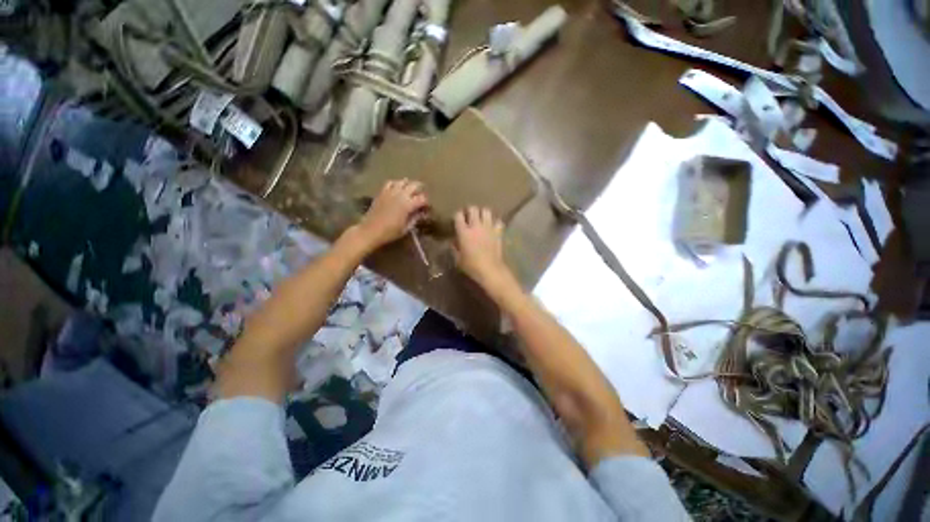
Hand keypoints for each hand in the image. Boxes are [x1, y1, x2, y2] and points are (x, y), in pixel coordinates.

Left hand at [356, 179, 428, 248]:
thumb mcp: (406, 228)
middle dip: (420, 190)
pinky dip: (396, 184)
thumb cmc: (390, 232)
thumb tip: (422, 213)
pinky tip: (397, 188)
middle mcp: (401, 195)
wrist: (370, 230)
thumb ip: (415, 218)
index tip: (427, 208)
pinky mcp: (382, 192)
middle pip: (414, 185)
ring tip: (411, 190)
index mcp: (408, 205)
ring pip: (403, 181)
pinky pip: (391, 182)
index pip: (422, 198)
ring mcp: (390, 192)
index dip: (427, 203)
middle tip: (422, 196)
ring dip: (409, 185)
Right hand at [454, 207, 509, 286]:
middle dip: (470, 211)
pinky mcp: (498, 232)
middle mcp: (476, 226)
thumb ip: (454, 248)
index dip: (457, 216)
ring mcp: (488, 228)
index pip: (458, 215)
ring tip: (482, 219)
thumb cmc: (471, 266)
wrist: (490, 269)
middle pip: (473, 209)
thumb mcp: (458, 259)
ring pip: (486, 211)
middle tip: (469, 217)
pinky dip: (496, 223)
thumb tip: (453, 242)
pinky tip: (493, 227)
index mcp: (464, 232)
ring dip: (483, 214)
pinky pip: (498, 221)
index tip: (457, 220)